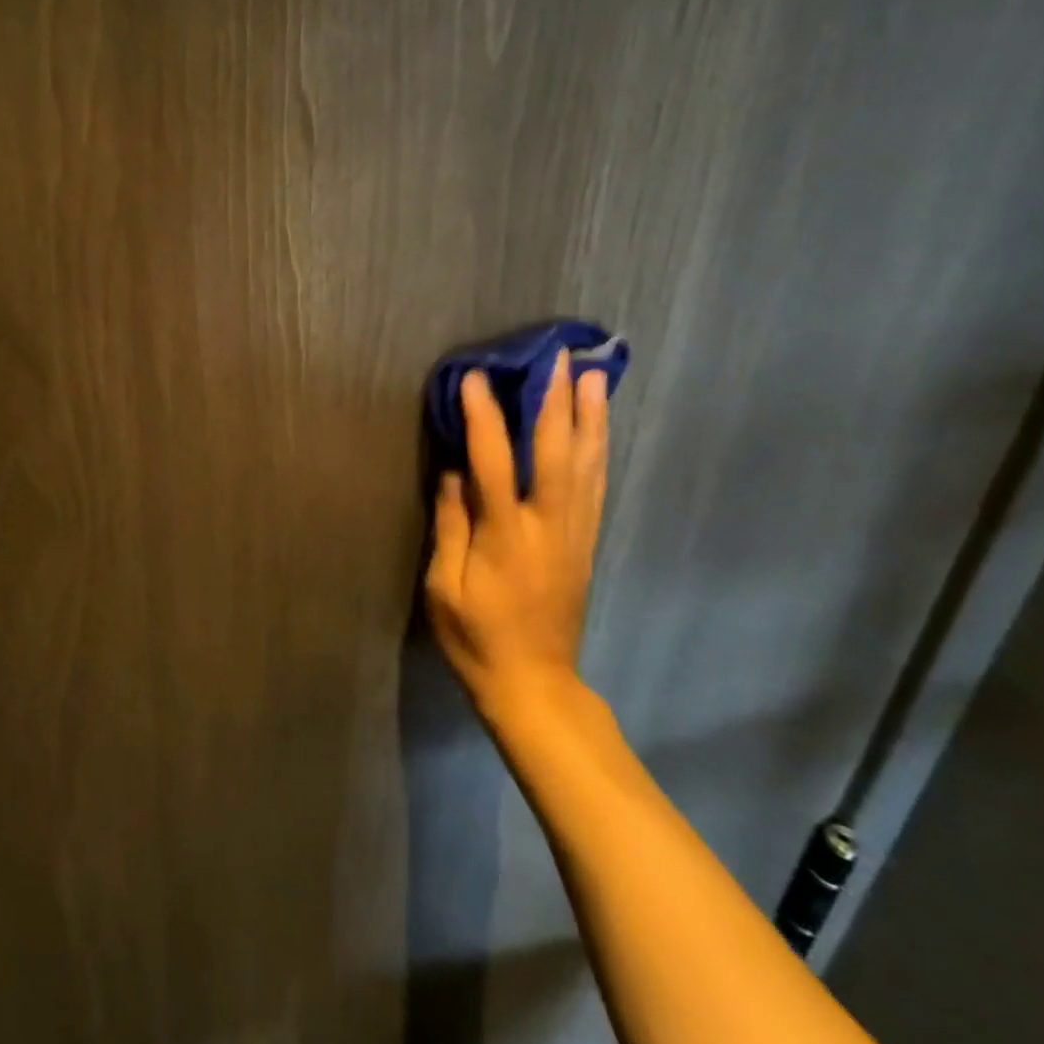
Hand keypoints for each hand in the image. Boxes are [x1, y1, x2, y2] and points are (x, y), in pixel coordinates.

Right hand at [425, 352, 609, 712]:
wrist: (534, 686)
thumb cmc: (476, 638)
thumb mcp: (444, 588)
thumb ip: (450, 527)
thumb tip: (453, 472)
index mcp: (506, 537)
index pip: (493, 463)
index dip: (484, 417)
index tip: (476, 377)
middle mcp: (548, 526)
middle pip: (555, 453)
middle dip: (556, 401)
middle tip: (558, 357)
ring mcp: (574, 534)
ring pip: (586, 465)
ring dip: (590, 417)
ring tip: (594, 377)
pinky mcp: (586, 544)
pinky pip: (597, 488)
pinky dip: (599, 451)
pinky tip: (599, 429)